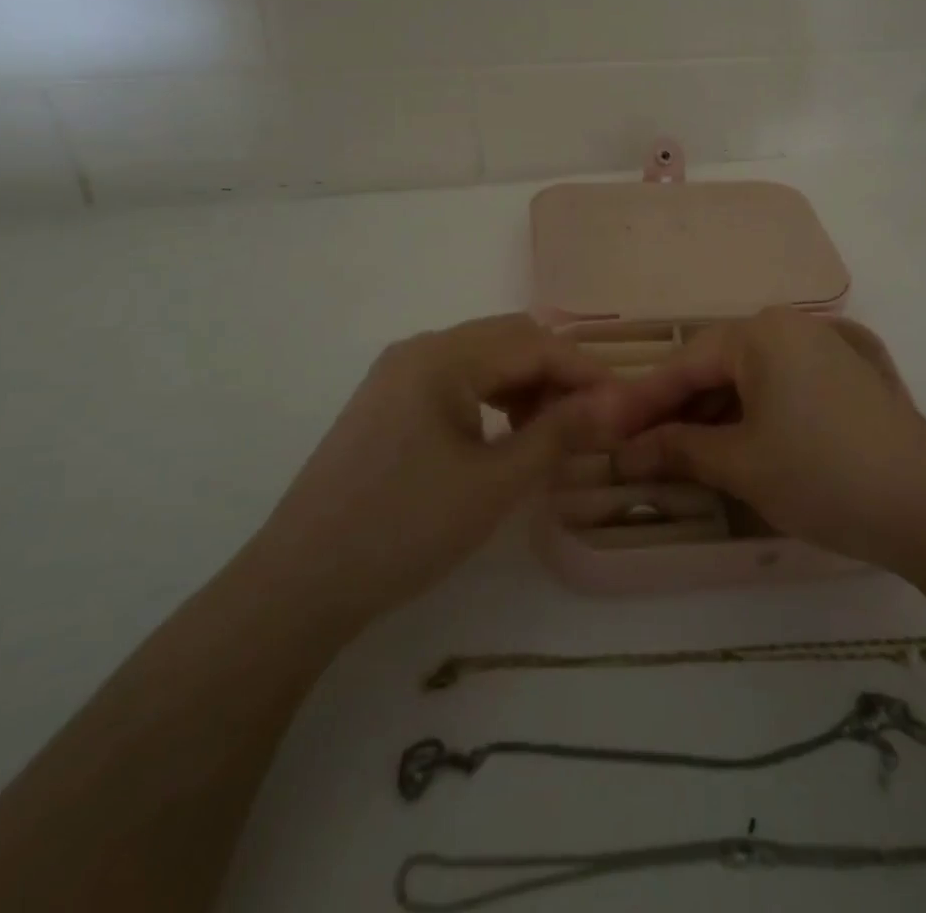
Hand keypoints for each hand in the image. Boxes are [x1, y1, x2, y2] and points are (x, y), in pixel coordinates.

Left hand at [256, 315, 616, 621]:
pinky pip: (457, 381)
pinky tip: (507, 434)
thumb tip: (616, 403)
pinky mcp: (388, 402)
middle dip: (557, 372)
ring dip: (526, 384)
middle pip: (508, 339)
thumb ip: (559, 434)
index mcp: (442, 357)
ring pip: (483, 358)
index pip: (533, 344)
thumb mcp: (495, 484)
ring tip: (554, 430)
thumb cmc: (404, 529)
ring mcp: (398, 374)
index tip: (625, 404)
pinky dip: (494, 398)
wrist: (300, 584)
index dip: (585, 371)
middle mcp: (419, 349)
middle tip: (592, 418)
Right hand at [611, 308, 925, 572]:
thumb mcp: (742, 464)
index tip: (602, 429)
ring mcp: (823, 349)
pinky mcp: (845, 376)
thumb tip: (627, 453)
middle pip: (715, 366)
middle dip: (676, 408)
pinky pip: (778, 388)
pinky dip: (749, 416)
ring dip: (711, 415)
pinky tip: (730, 446)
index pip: (684, 363)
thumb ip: (679, 450)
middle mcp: (791, 327)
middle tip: (638, 447)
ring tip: (678, 454)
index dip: (640, 401)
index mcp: (762, 333)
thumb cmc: (823, 475)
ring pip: (747, 378)